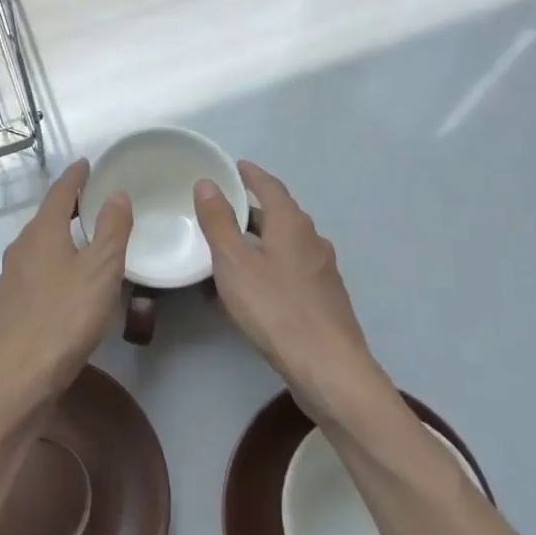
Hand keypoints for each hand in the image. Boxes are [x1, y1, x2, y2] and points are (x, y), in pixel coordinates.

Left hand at [0, 160, 131, 422]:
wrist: (18, 380)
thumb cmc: (65, 319)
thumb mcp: (101, 270)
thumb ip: (112, 229)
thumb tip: (117, 195)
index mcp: (42, 232)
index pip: (60, 192)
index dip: (75, 176)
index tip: (87, 164)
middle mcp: (20, 248)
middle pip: (47, 217)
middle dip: (69, 206)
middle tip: (94, 200)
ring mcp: (10, 278)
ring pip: (39, 245)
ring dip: (60, 236)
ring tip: (84, 239)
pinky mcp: (9, 306)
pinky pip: (34, 271)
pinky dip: (53, 263)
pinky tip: (65, 282)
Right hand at [195, 161, 388, 423]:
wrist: (328, 367)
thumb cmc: (275, 308)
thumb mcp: (234, 263)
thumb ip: (218, 222)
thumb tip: (207, 183)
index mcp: (292, 223)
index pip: (270, 186)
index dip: (251, 175)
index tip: (234, 167)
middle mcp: (312, 239)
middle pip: (280, 214)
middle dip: (253, 209)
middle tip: (224, 209)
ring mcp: (323, 270)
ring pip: (287, 243)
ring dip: (261, 240)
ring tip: (233, 248)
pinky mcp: (325, 298)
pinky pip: (292, 268)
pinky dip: (270, 265)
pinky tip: (255, 286)